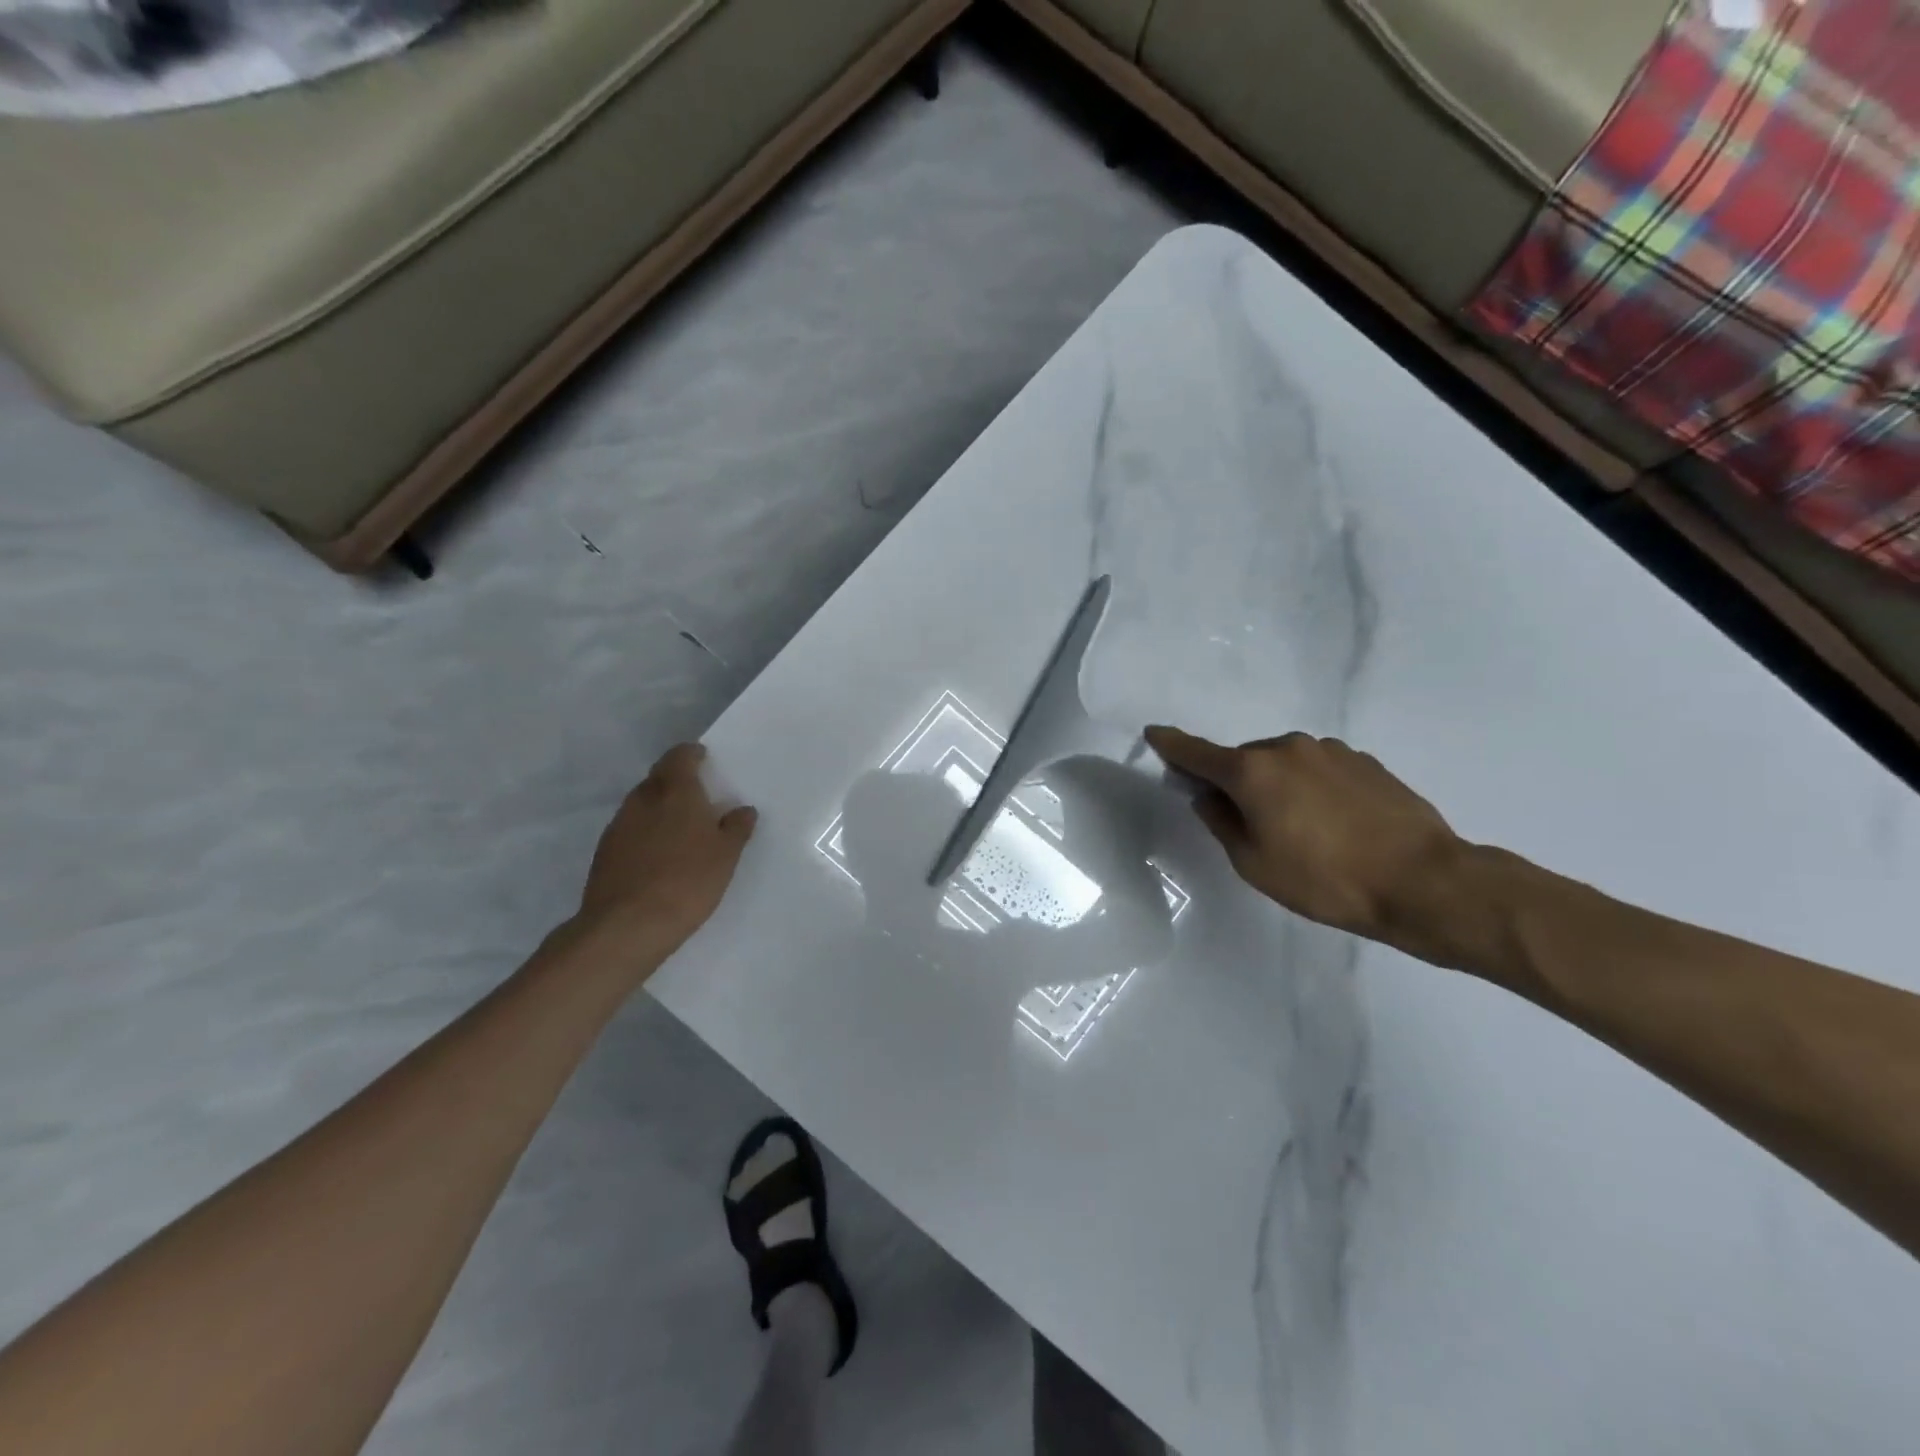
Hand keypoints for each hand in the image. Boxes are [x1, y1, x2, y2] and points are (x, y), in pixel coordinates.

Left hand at [572, 744, 757, 964]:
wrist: (626, 927)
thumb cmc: (687, 881)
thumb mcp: (726, 855)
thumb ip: (736, 828)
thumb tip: (742, 810)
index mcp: (675, 791)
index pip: (680, 756)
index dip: (693, 755)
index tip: (706, 761)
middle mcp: (643, 799)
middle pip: (659, 777)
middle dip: (677, 780)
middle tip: (700, 797)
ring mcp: (619, 825)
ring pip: (642, 804)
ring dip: (660, 808)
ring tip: (682, 829)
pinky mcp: (605, 852)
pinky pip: (631, 830)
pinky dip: (646, 833)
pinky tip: (659, 856)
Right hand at [1144, 725, 1468, 961]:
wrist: (1423, 881)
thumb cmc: (1325, 879)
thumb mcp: (1254, 864)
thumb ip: (1222, 823)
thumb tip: (1208, 797)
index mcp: (1253, 771)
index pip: (1197, 753)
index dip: (1172, 745)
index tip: (1154, 733)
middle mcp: (1287, 748)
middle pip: (1244, 760)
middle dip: (1236, 783)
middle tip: (1249, 825)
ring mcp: (1329, 750)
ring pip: (1284, 763)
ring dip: (1277, 785)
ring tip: (1300, 830)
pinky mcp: (1364, 761)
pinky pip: (1318, 769)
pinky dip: (1310, 787)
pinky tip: (1333, 823)